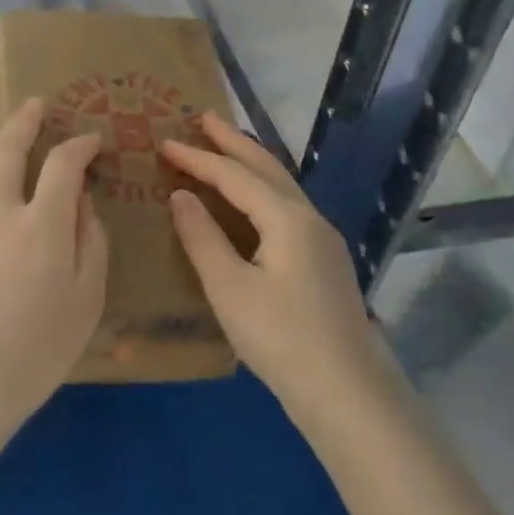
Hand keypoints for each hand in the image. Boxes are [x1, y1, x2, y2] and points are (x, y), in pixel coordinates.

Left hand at [0, 99, 107, 428]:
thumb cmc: (37, 349)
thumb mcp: (87, 300)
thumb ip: (91, 243)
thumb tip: (84, 203)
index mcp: (43, 224)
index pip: (64, 164)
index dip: (80, 145)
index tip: (91, 140)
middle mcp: (0, 213)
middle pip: (8, 150)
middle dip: (24, 120)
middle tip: (35, 104)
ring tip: (11, 176)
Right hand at [162, 115, 401, 428]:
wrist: (349, 397)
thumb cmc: (281, 339)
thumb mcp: (229, 288)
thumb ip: (202, 237)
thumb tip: (181, 195)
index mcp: (287, 218)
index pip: (234, 175)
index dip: (197, 157)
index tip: (164, 142)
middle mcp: (309, 218)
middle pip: (266, 167)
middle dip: (232, 140)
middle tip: (202, 117)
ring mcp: (322, 240)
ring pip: (281, 186)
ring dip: (250, 162)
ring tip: (223, 146)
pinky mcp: (324, 262)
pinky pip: (286, 207)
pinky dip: (261, 189)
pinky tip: (249, 200)